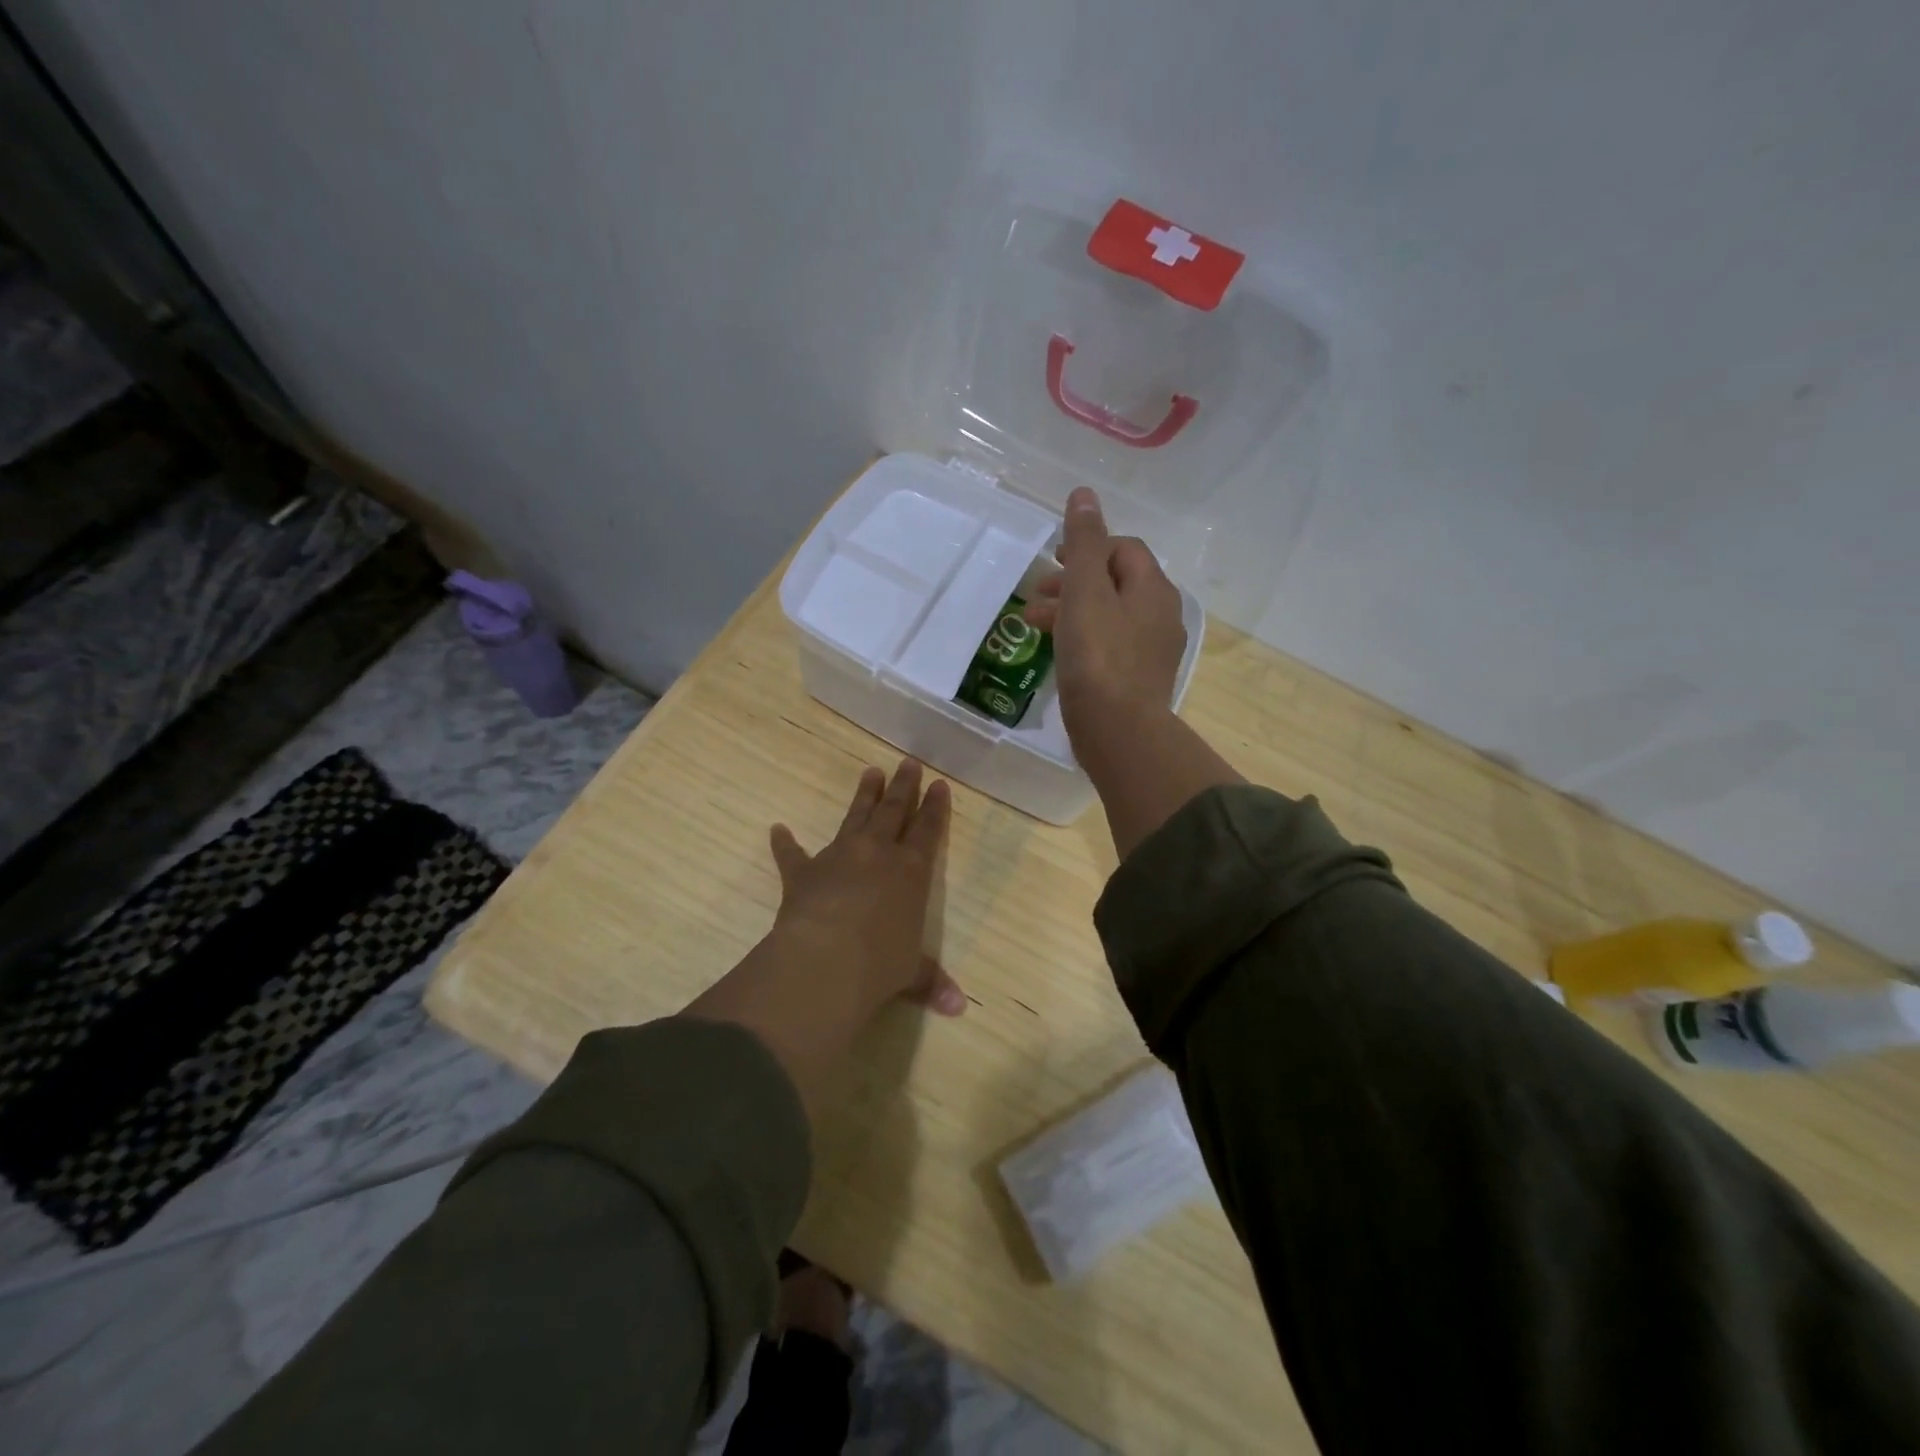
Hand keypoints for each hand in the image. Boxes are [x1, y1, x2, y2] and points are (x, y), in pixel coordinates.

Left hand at [683, 759, 963, 1117]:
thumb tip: (958, 1008)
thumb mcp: (912, 973)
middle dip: (903, 787)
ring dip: (864, 796)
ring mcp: (838, 857)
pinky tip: (777, 829)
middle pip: (894, 811)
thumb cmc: (881, 964)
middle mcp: (878, 854)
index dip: (935, 808)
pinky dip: (785, 843)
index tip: (939, 785)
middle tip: (908, 762)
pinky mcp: (803, 872)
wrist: (826, 960)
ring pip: (855, 817)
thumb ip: (932, 982)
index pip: (928, 831)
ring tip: (870, 772)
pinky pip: (792, 854)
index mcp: (912, 871)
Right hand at [1025, 488, 1241, 859]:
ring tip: (1033, 623)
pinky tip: (1058, 654)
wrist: (1118, 731)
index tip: (1055, 560)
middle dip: (1074, 581)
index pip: (1124, 550)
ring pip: (1109, 616)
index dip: (1088, 547)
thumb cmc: (1098, 656)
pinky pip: (1109, 646)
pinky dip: (1082, 639)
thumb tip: (1085, 494)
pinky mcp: (1138, 681)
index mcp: (1153, 589)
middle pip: (1116, 583)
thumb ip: (1083, 542)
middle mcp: (1160, 616)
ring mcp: (1152, 651)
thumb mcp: (1085, 591)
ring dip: (1072, 611)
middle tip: (1038, 593)